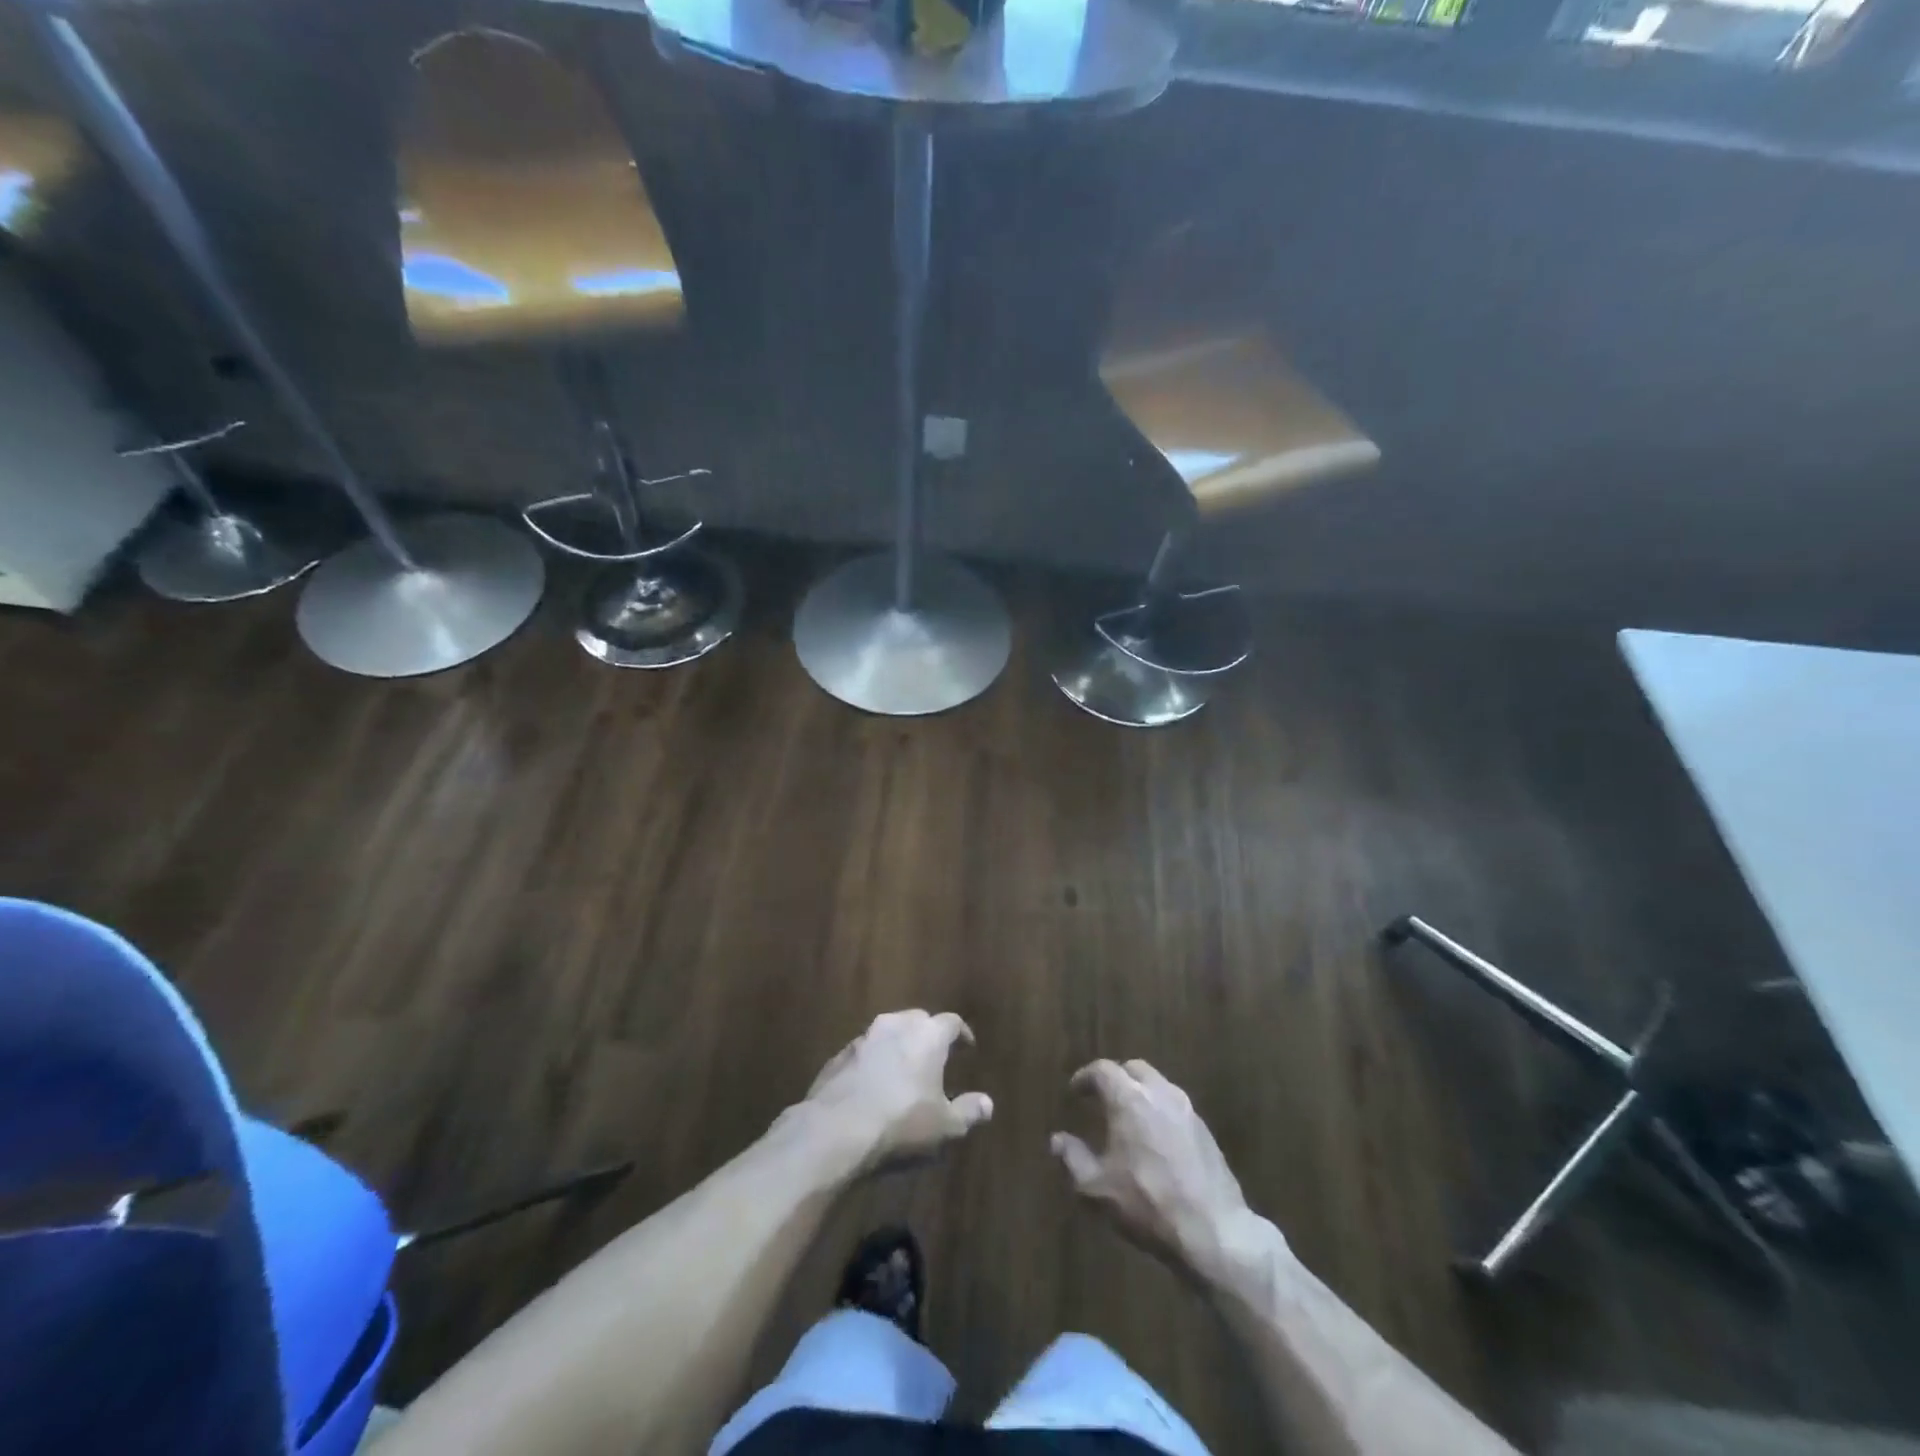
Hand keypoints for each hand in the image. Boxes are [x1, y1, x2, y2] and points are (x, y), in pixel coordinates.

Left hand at [802, 1011, 993, 1174]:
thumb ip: (969, 1111)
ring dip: (898, 1046)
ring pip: (888, 1032)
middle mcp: (896, 1025)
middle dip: (928, 1034)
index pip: (952, 1022)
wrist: (836, 1130)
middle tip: (935, 1055)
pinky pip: (864, 1051)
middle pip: (918, 1020)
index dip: (961, 1034)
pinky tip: (873, 1084)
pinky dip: (873, 1061)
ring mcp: (864, 1037)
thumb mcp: (945, 1126)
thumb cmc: (901, 1123)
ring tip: (903, 1070)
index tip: (966, 1046)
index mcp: (928, 1035)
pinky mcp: (839, 1055)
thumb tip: (988, 1104)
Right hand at [1052, 1059, 1267, 1284]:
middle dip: (1115, 1078)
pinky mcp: (1205, 1130)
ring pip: (1158, 1084)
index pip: (1103, 1070)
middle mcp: (1159, 1093)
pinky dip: (1159, 1110)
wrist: (1214, 1231)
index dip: (1085, 1077)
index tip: (1075, 1092)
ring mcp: (1187, 1110)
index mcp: (1129, 1099)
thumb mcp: (1097, 1189)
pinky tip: (1155, 1138)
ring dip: (1140, 1092)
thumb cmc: (1148, 1204)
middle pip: (1134, 1069)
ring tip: (1129, 1117)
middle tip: (1102, 1098)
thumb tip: (1057, 1140)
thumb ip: (1073, 1159)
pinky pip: (1175, 1106)